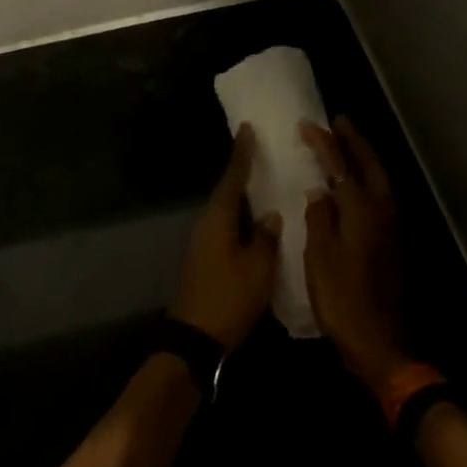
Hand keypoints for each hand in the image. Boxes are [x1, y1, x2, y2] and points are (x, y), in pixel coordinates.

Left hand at [170, 125, 280, 351]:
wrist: (197, 336)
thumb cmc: (230, 298)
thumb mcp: (258, 268)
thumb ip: (265, 237)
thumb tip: (270, 215)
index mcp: (217, 219)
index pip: (231, 179)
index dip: (241, 155)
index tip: (246, 130)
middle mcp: (205, 224)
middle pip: (225, 192)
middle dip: (241, 172)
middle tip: (260, 153)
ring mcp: (201, 242)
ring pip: (224, 210)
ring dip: (240, 196)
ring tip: (262, 183)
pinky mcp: (204, 258)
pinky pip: (223, 227)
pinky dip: (238, 217)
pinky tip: (254, 220)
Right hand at [302, 118, 409, 394]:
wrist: (381, 342)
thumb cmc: (343, 300)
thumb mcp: (320, 258)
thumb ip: (319, 219)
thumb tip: (320, 191)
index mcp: (362, 210)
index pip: (340, 166)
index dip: (324, 143)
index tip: (308, 124)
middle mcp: (383, 211)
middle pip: (370, 165)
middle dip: (355, 141)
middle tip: (339, 121)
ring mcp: (393, 226)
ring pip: (381, 179)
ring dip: (365, 158)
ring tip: (347, 144)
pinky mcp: (394, 241)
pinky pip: (382, 196)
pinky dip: (369, 180)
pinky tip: (356, 185)